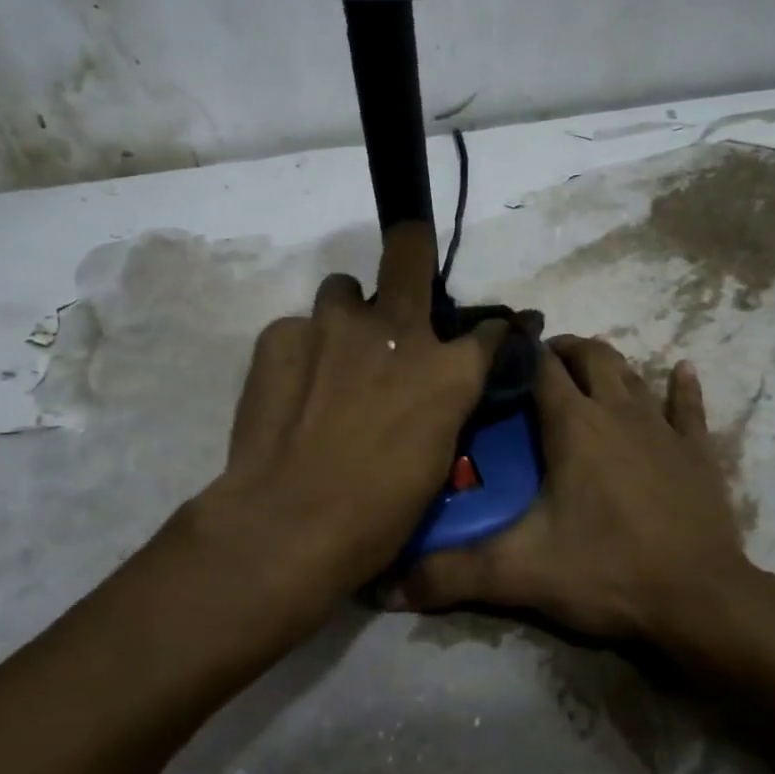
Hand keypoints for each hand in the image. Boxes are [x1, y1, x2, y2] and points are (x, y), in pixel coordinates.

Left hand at [184, 223, 504, 625]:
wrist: (289, 524)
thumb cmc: (380, 511)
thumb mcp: (437, 458)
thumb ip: (445, 404)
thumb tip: (450, 383)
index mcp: (448, 370)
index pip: (488, 331)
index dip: (494, 332)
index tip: (490, 336)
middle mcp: (395, 330)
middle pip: (409, 252)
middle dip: (412, 249)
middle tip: (407, 261)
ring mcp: (332, 325)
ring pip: (343, 291)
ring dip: (347, 317)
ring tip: (334, 355)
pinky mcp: (279, 336)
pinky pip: (297, 330)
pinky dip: (302, 353)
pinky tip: (293, 392)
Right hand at [386, 334, 759, 644]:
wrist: (700, 600)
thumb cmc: (608, 572)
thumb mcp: (521, 572)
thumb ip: (451, 574)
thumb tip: (382, 588)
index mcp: (574, 424)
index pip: (539, 366)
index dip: (517, 350)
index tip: (495, 351)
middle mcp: (619, 411)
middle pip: (591, 356)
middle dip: (562, 350)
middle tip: (537, 367)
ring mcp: (663, 428)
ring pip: (633, 374)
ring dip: (608, 365)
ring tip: (586, 372)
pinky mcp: (698, 452)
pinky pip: (690, 408)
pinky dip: (683, 387)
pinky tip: (682, 369)